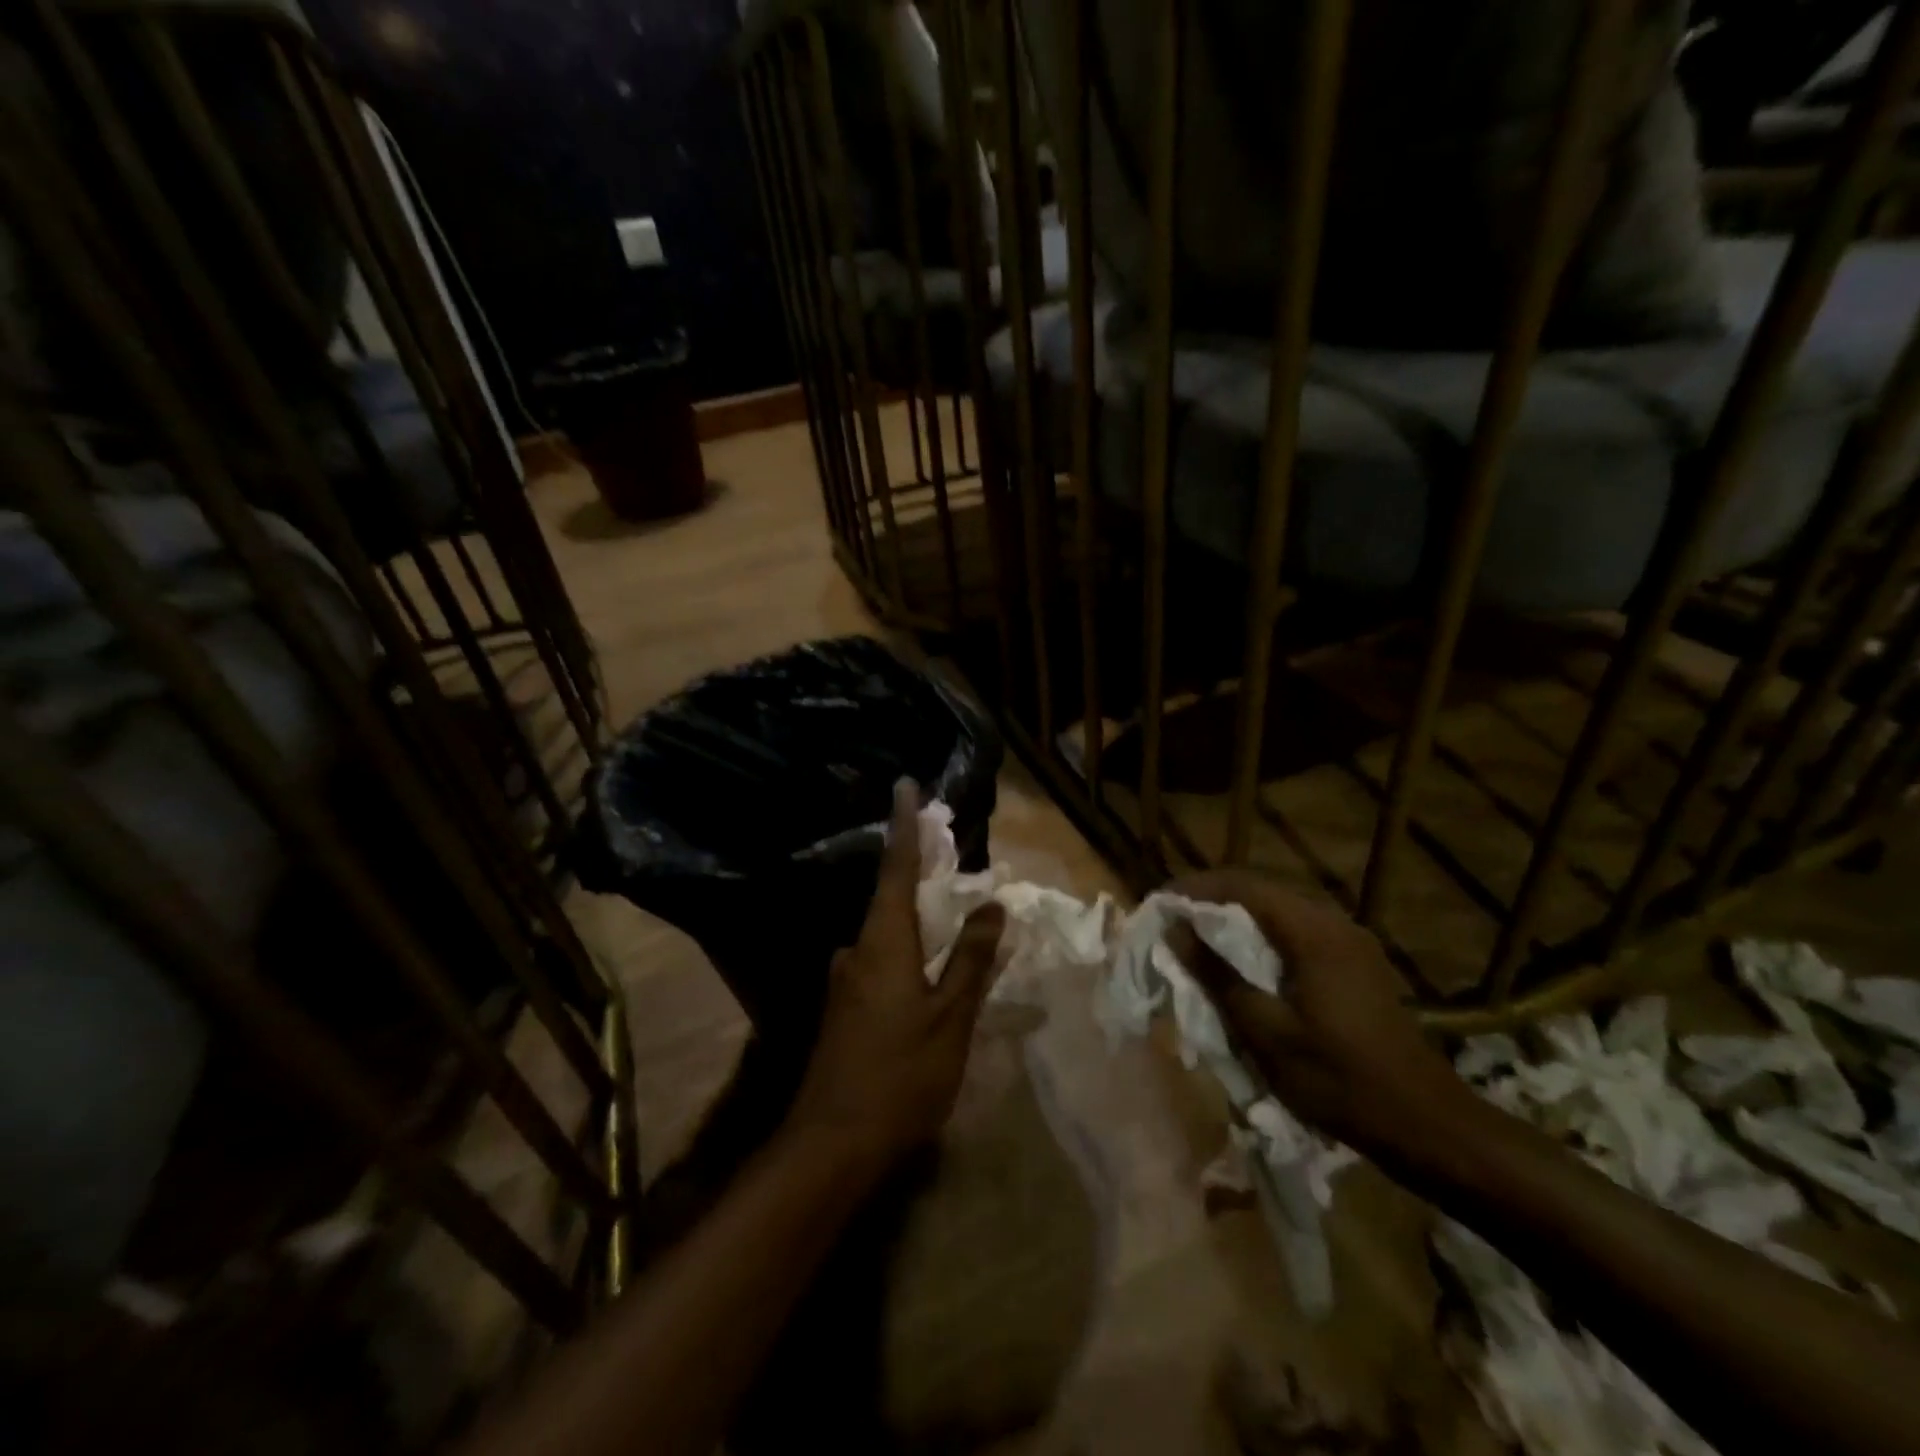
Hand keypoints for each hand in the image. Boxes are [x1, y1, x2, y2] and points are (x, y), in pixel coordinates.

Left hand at [787, 780, 1006, 1169]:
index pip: (897, 868)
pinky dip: (906, 948)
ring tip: (950, 914)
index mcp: (884, 942)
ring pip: (886, 932)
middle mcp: (857, 950)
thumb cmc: (901, 1076)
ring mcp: (845, 980)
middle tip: (947, 854)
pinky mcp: (843, 1007)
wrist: (832, 1145)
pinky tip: (927, 969)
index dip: (904, 826)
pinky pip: (881, 959)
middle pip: (891, 896)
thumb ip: (972, 959)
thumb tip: (992, 905)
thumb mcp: (951, 1019)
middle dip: (917, 870)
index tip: (904, 785)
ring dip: (915, 915)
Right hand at [1164, 869, 1477, 1157]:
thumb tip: (1176, 929)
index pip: (1242, 885)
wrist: (1425, 1124)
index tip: (1159, 903)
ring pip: (1278, 911)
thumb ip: (1217, 974)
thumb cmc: (1337, 1079)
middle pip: (1260, 891)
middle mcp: (1333, 923)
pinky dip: (1261, 936)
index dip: (1195, 888)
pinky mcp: (1356, 962)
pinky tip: (1244, 962)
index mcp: (1312, 932)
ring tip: (1198, 939)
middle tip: (1172, 922)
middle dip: (1211, 900)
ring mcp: (1349, 942)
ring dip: (1235, 918)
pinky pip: (1297, 932)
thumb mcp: (1264, 1030)